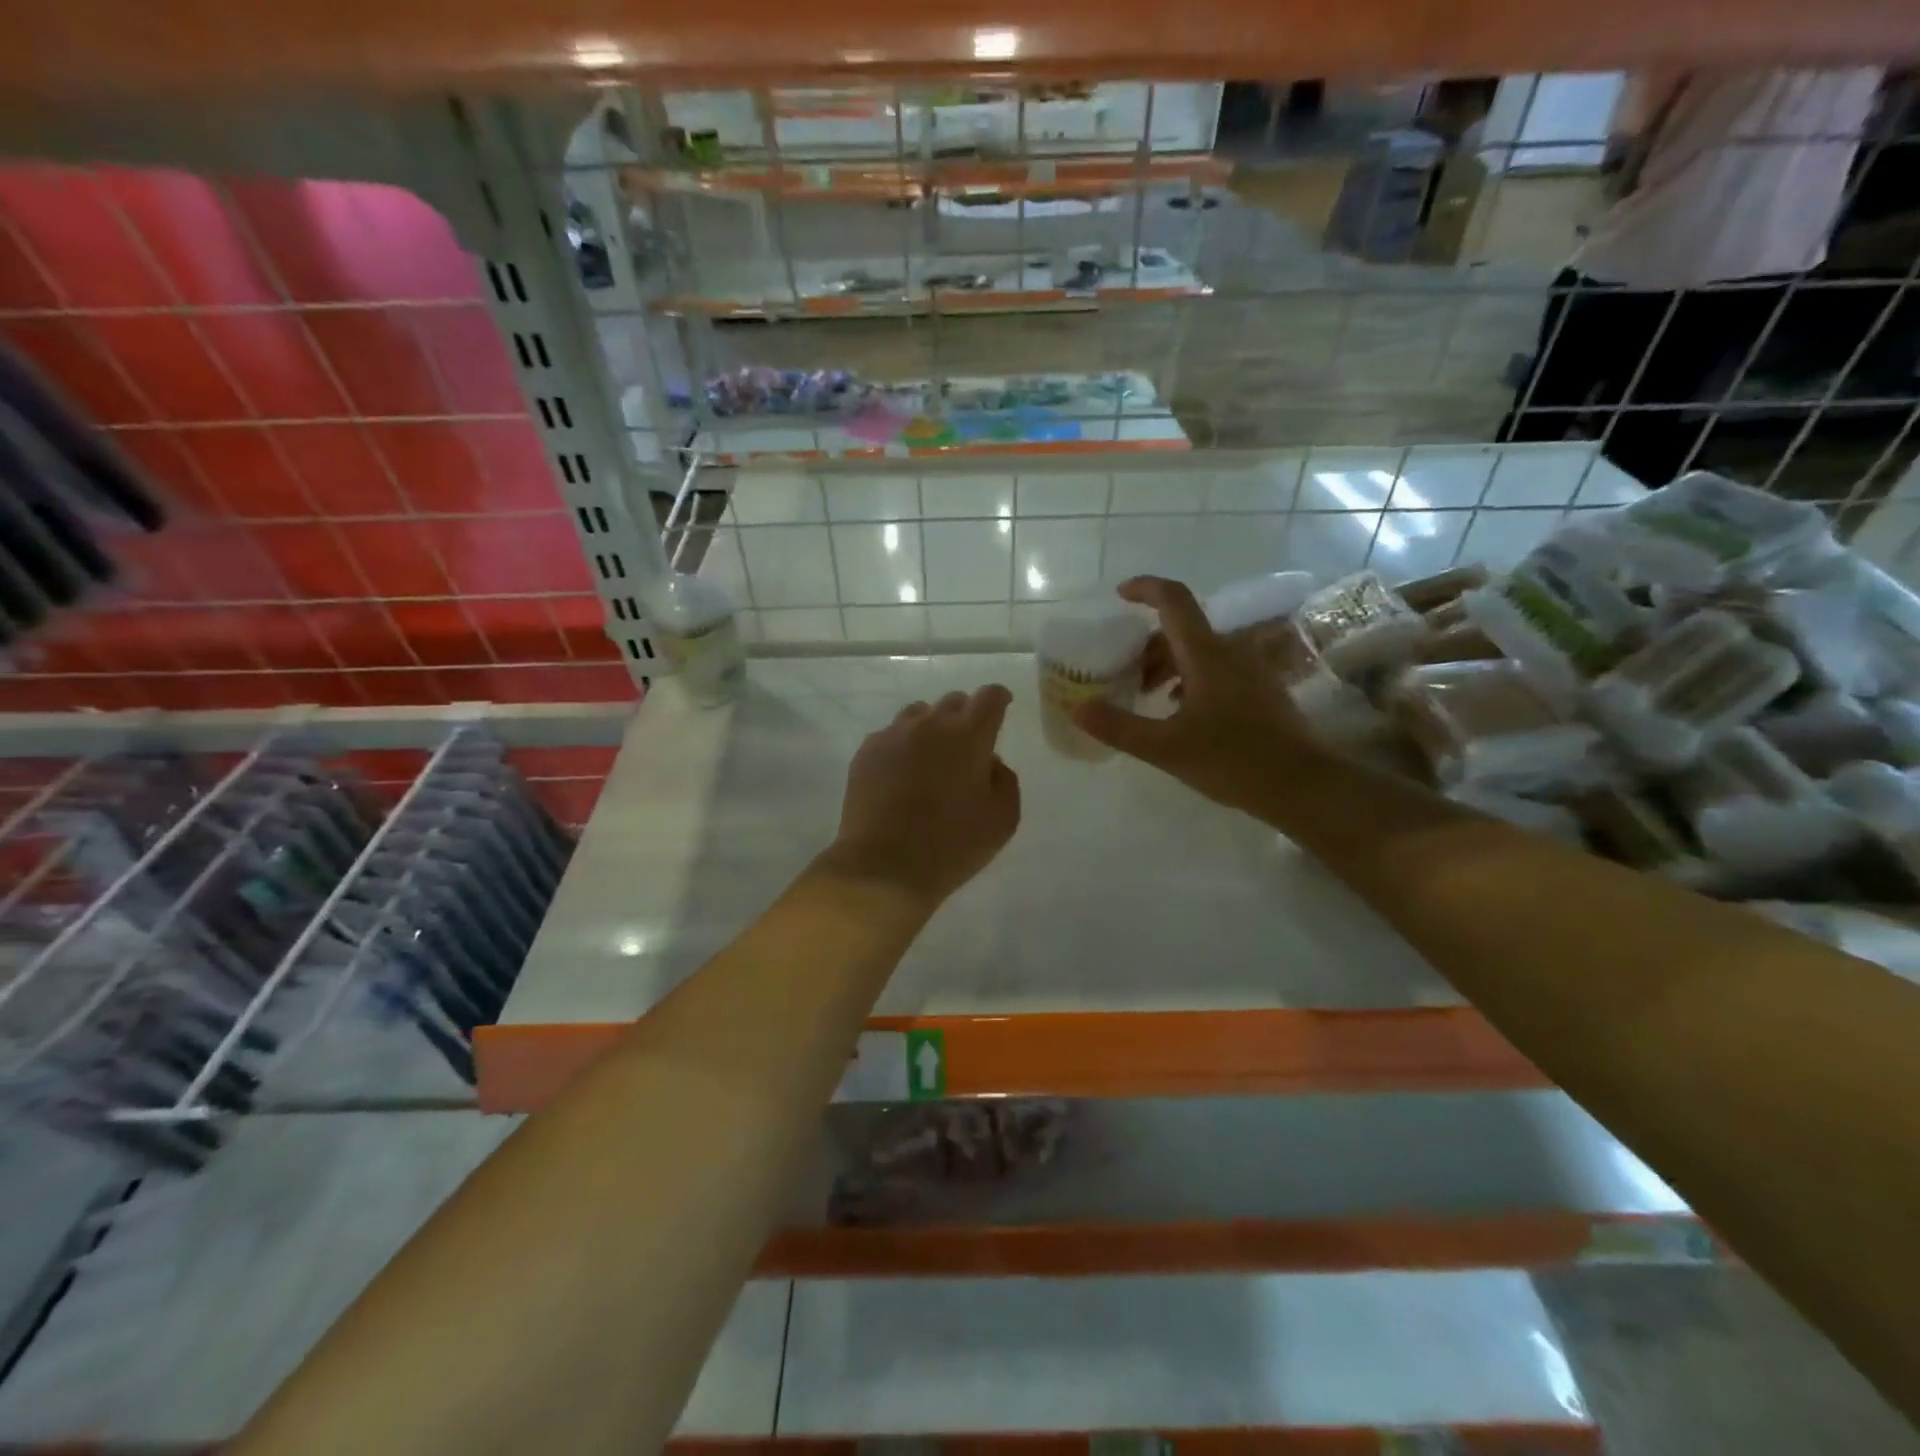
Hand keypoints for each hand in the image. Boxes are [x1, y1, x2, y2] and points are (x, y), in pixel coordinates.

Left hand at [820, 685, 1020, 908]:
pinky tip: (901, 774)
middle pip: (952, 701)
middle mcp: (930, 724)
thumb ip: (1004, 781)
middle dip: (965, 715)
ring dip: (931, 727)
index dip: (998, 698)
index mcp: (969, 736)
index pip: (989, 697)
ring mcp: (893, 736)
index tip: (1001, 706)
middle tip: (968, 745)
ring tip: (932, 757)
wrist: (883, 866)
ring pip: (918, 714)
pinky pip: (890, 735)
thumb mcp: (1002, 820)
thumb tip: (989, 762)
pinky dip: (902, 746)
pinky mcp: (865, 753)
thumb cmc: (951, 845)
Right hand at [1073, 577, 1312, 814]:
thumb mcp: (1165, 748)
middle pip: (1181, 630)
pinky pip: (1217, 668)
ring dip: (1167, 663)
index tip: (1119, 595)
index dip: (1145, 588)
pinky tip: (1178, 709)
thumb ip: (1118, 726)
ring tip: (1145, 694)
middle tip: (1121, 672)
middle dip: (1146, 645)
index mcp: (1206, 654)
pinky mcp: (1260, 689)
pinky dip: (1189, 676)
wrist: (1302, 785)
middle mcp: (1230, 651)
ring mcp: (1250, 669)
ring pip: (1199, 651)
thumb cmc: (1232, 761)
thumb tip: (1077, 708)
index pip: (1173, 600)